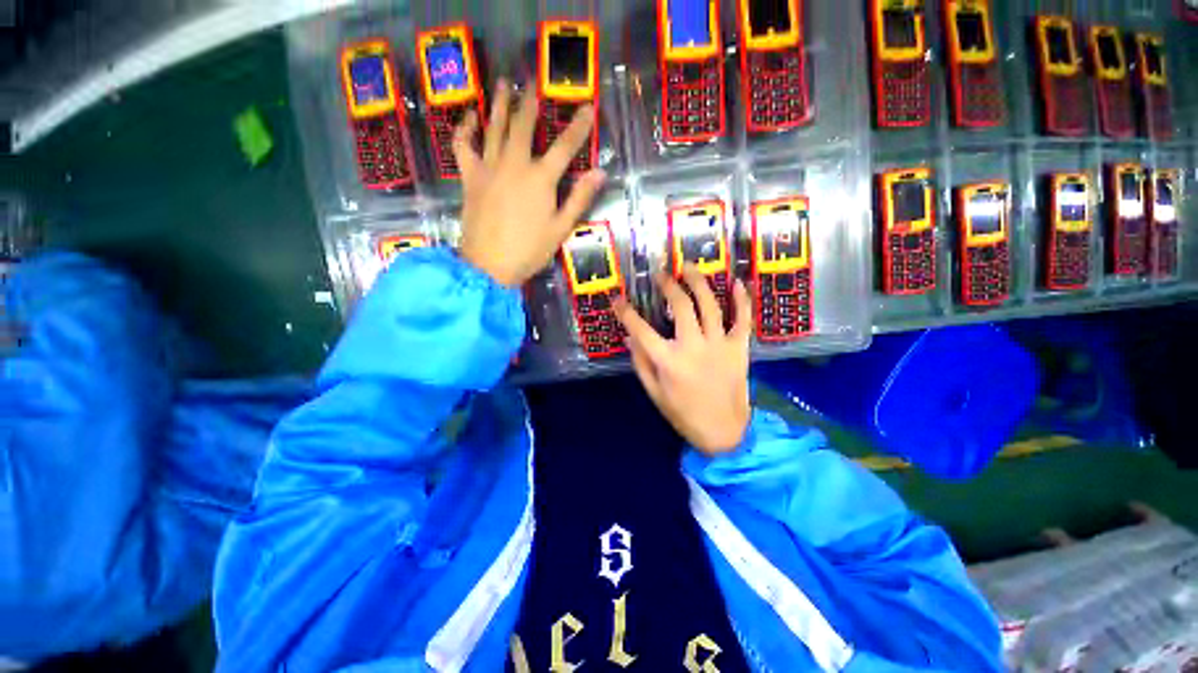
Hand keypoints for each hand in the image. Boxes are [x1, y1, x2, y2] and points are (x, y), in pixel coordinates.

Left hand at [453, 79, 605, 286]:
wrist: (489, 265)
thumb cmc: (529, 250)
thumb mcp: (561, 228)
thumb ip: (579, 199)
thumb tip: (600, 173)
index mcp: (540, 179)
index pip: (565, 146)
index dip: (578, 126)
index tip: (588, 107)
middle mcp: (515, 164)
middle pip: (524, 126)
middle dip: (532, 104)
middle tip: (534, 85)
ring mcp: (489, 168)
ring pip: (494, 128)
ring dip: (500, 104)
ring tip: (503, 84)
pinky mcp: (470, 177)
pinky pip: (464, 146)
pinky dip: (465, 129)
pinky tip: (471, 117)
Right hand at [615, 266, 752, 455]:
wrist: (723, 431)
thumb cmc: (683, 413)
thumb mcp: (654, 392)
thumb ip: (641, 362)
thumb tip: (630, 336)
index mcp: (669, 361)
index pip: (641, 330)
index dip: (626, 313)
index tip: (618, 300)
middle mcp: (693, 347)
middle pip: (681, 307)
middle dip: (669, 286)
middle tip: (662, 275)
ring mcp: (719, 345)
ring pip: (710, 305)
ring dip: (699, 282)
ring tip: (689, 267)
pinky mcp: (739, 348)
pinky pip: (743, 319)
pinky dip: (742, 299)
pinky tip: (736, 282)